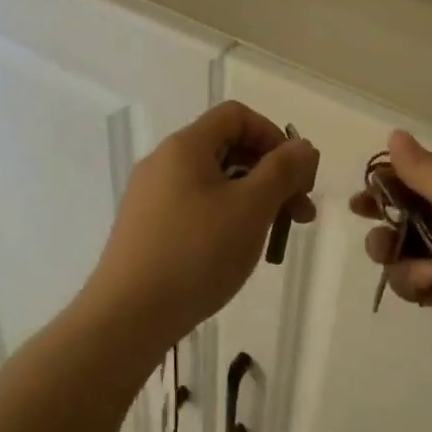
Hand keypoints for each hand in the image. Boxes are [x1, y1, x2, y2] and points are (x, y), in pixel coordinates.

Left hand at [81, 101, 318, 353]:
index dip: (274, 135)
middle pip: (227, 148)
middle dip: (270, 175)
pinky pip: (195, 208)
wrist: (128, 316)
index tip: (296, 175)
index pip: (236, 115)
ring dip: (252, 201)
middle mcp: (163, 163)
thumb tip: (303, 146)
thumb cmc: (196, 253)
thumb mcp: (251, 208)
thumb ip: (282, 171)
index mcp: (185, 146)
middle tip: (299, 215)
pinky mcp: (146, 228)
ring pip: (213, 182)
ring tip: (273, 240)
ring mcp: (150, 197)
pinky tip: (236, 253)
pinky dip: (225, 219)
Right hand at [352, 130, 431, 367]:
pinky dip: (413, 280)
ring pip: (403, 248)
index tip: (365, 187)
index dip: (392, 179)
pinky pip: (413, 282)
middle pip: (408, 211)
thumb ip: (423, 168)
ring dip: (392, 249)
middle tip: (364, 214)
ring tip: (390, 253)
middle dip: (384, 213)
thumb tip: (395, 134)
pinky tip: (430, 282)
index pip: (424, 175)